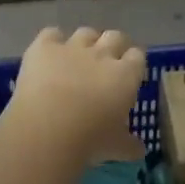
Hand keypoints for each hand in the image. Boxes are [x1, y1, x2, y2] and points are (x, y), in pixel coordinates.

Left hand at [4, 26, 146, 163]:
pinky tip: (49, 55)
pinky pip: (52, 33)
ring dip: (85, 42)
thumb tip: (140, 150)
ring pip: (86, 32)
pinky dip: (52, 41)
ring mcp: (72, 47)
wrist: (48, 129)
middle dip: (113, 46)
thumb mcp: (115, 147)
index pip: (138, 57)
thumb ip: (129, 144)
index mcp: (126, 75)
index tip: (129, 74)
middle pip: (115, 36)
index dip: (134, 63)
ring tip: (78, 58)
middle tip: (107, 62)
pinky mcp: (44, 47)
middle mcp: (102, 54)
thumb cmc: (90, 140)